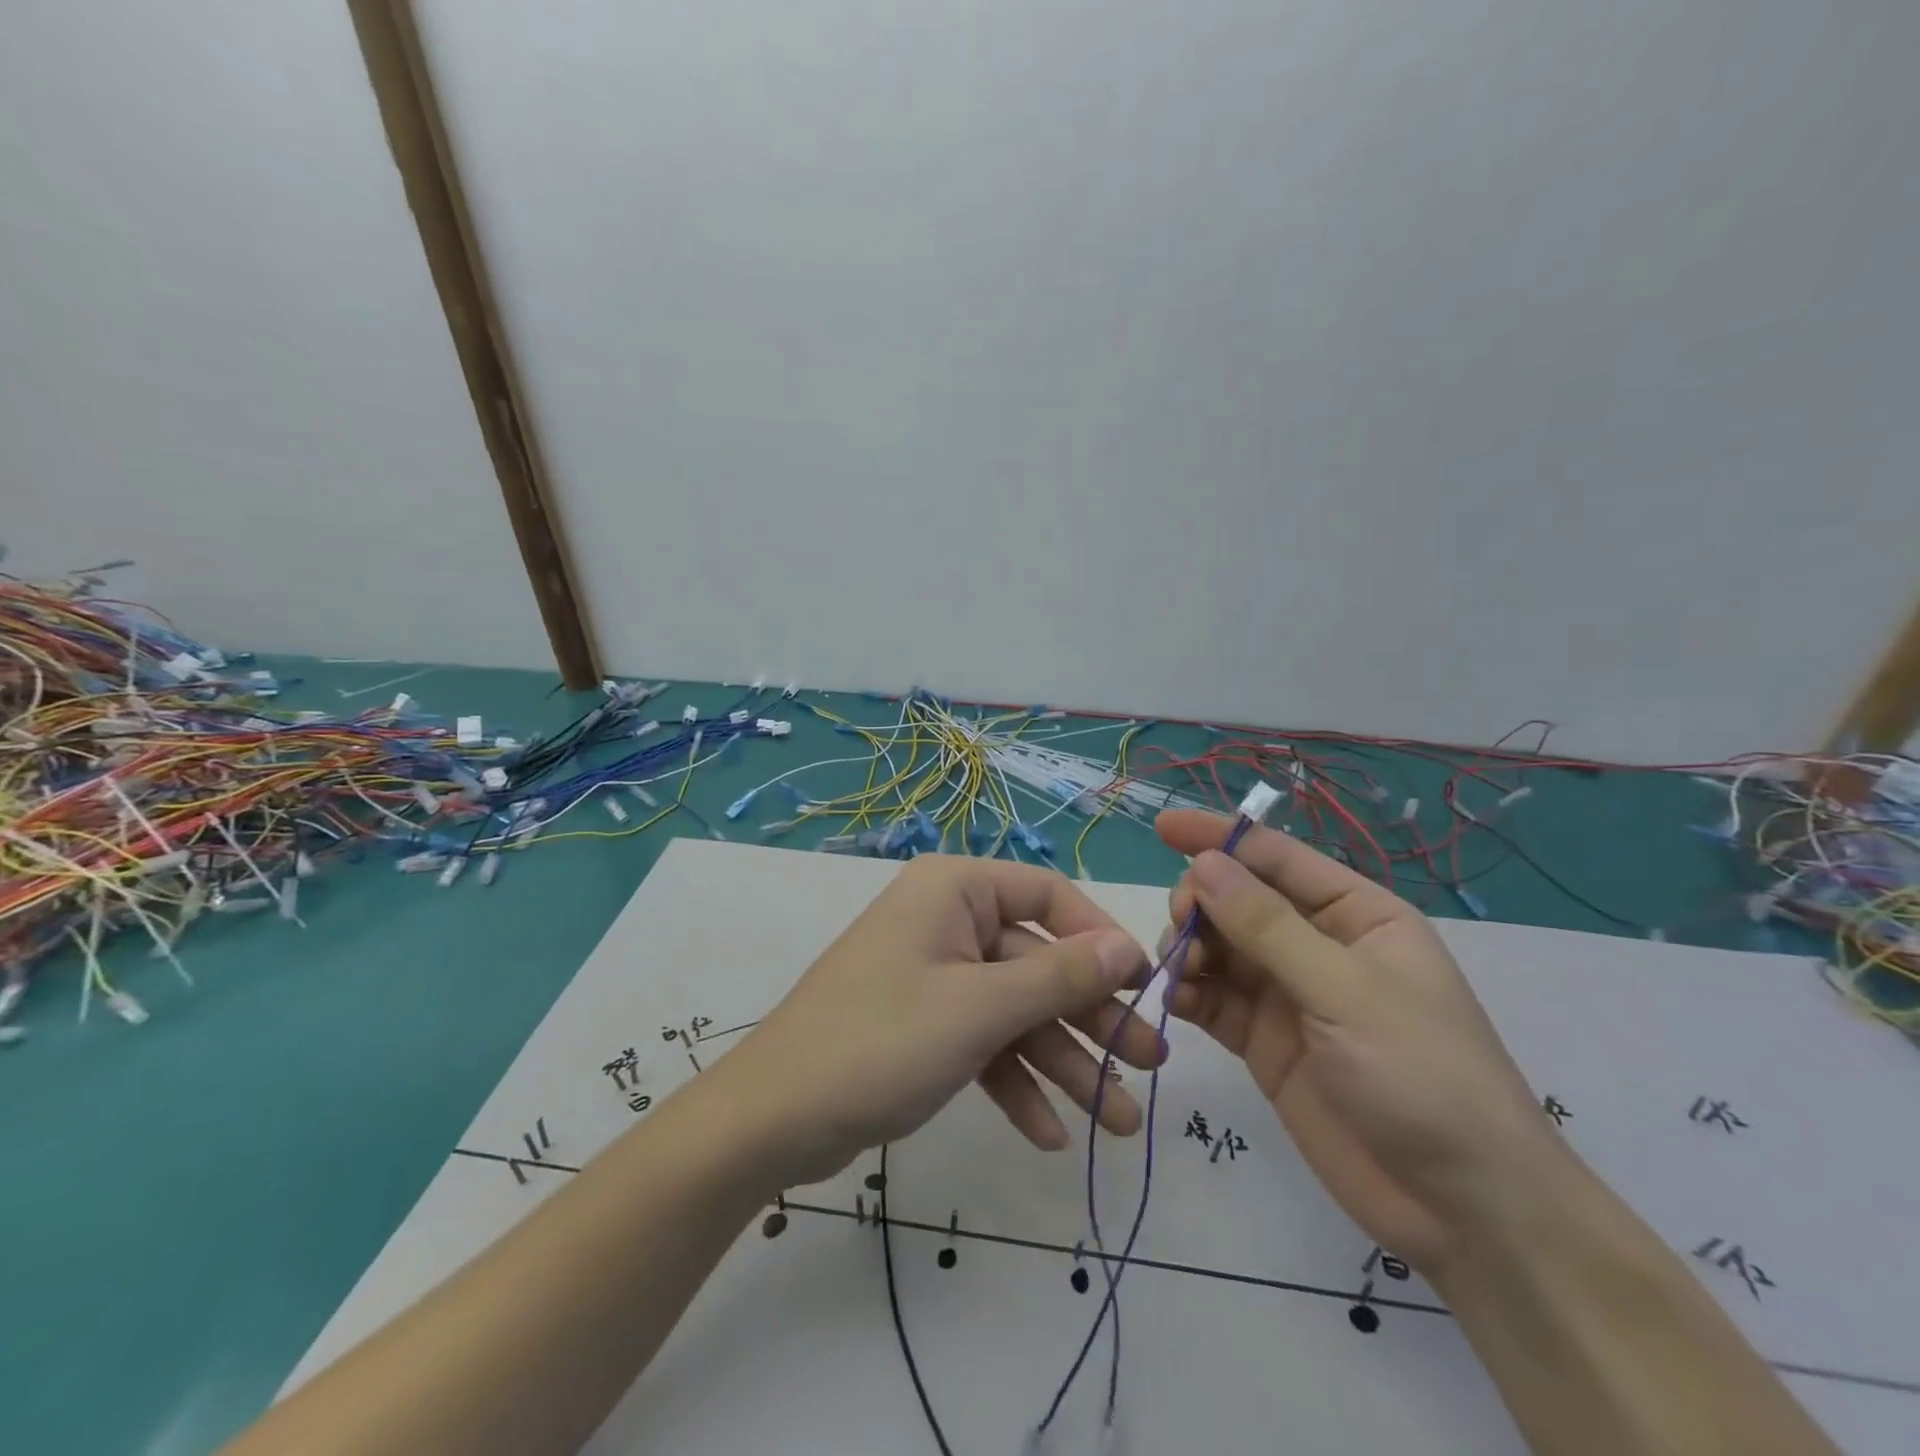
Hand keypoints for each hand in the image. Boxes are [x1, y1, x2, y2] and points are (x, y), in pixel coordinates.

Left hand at [720, 855, 1158, 1187]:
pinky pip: (983, 1043)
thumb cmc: (881, 1042)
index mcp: (955, 890)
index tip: (1146, 987)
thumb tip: (1129, 947)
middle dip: (1090, 1020)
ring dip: (1063, 1064)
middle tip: (1150, 1068)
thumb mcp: (980, 1010)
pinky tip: (1049, 1135)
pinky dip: (1014, 1083)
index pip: (1049, 896)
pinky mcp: (923, 1024)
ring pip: (1015, 1011)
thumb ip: (1060, 978)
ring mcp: (934, 975)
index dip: (1100, 939)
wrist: (772, 1120)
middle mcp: (947, 921)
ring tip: (1117, 1124)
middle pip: (1038, 962)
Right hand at [1158, 809, 1563, 1272]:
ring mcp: (1287, 994)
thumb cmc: (1422, 1076)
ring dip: (1189, 948)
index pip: (1276, 857)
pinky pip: (1212, 998)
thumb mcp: (1345, 991)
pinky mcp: (1263, 1040)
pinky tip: (1178, 1001)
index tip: (1161, 827)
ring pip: (1217, 946)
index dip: (1218, 837)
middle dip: (1201, 903)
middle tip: (1182, 929)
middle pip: (1237, 899)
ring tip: (1183, 973)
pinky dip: (1189, 992)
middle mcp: (1317, 944)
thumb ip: (1267, 926)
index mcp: (1355, 914)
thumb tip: (1204, 864)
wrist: (1461, 1210)